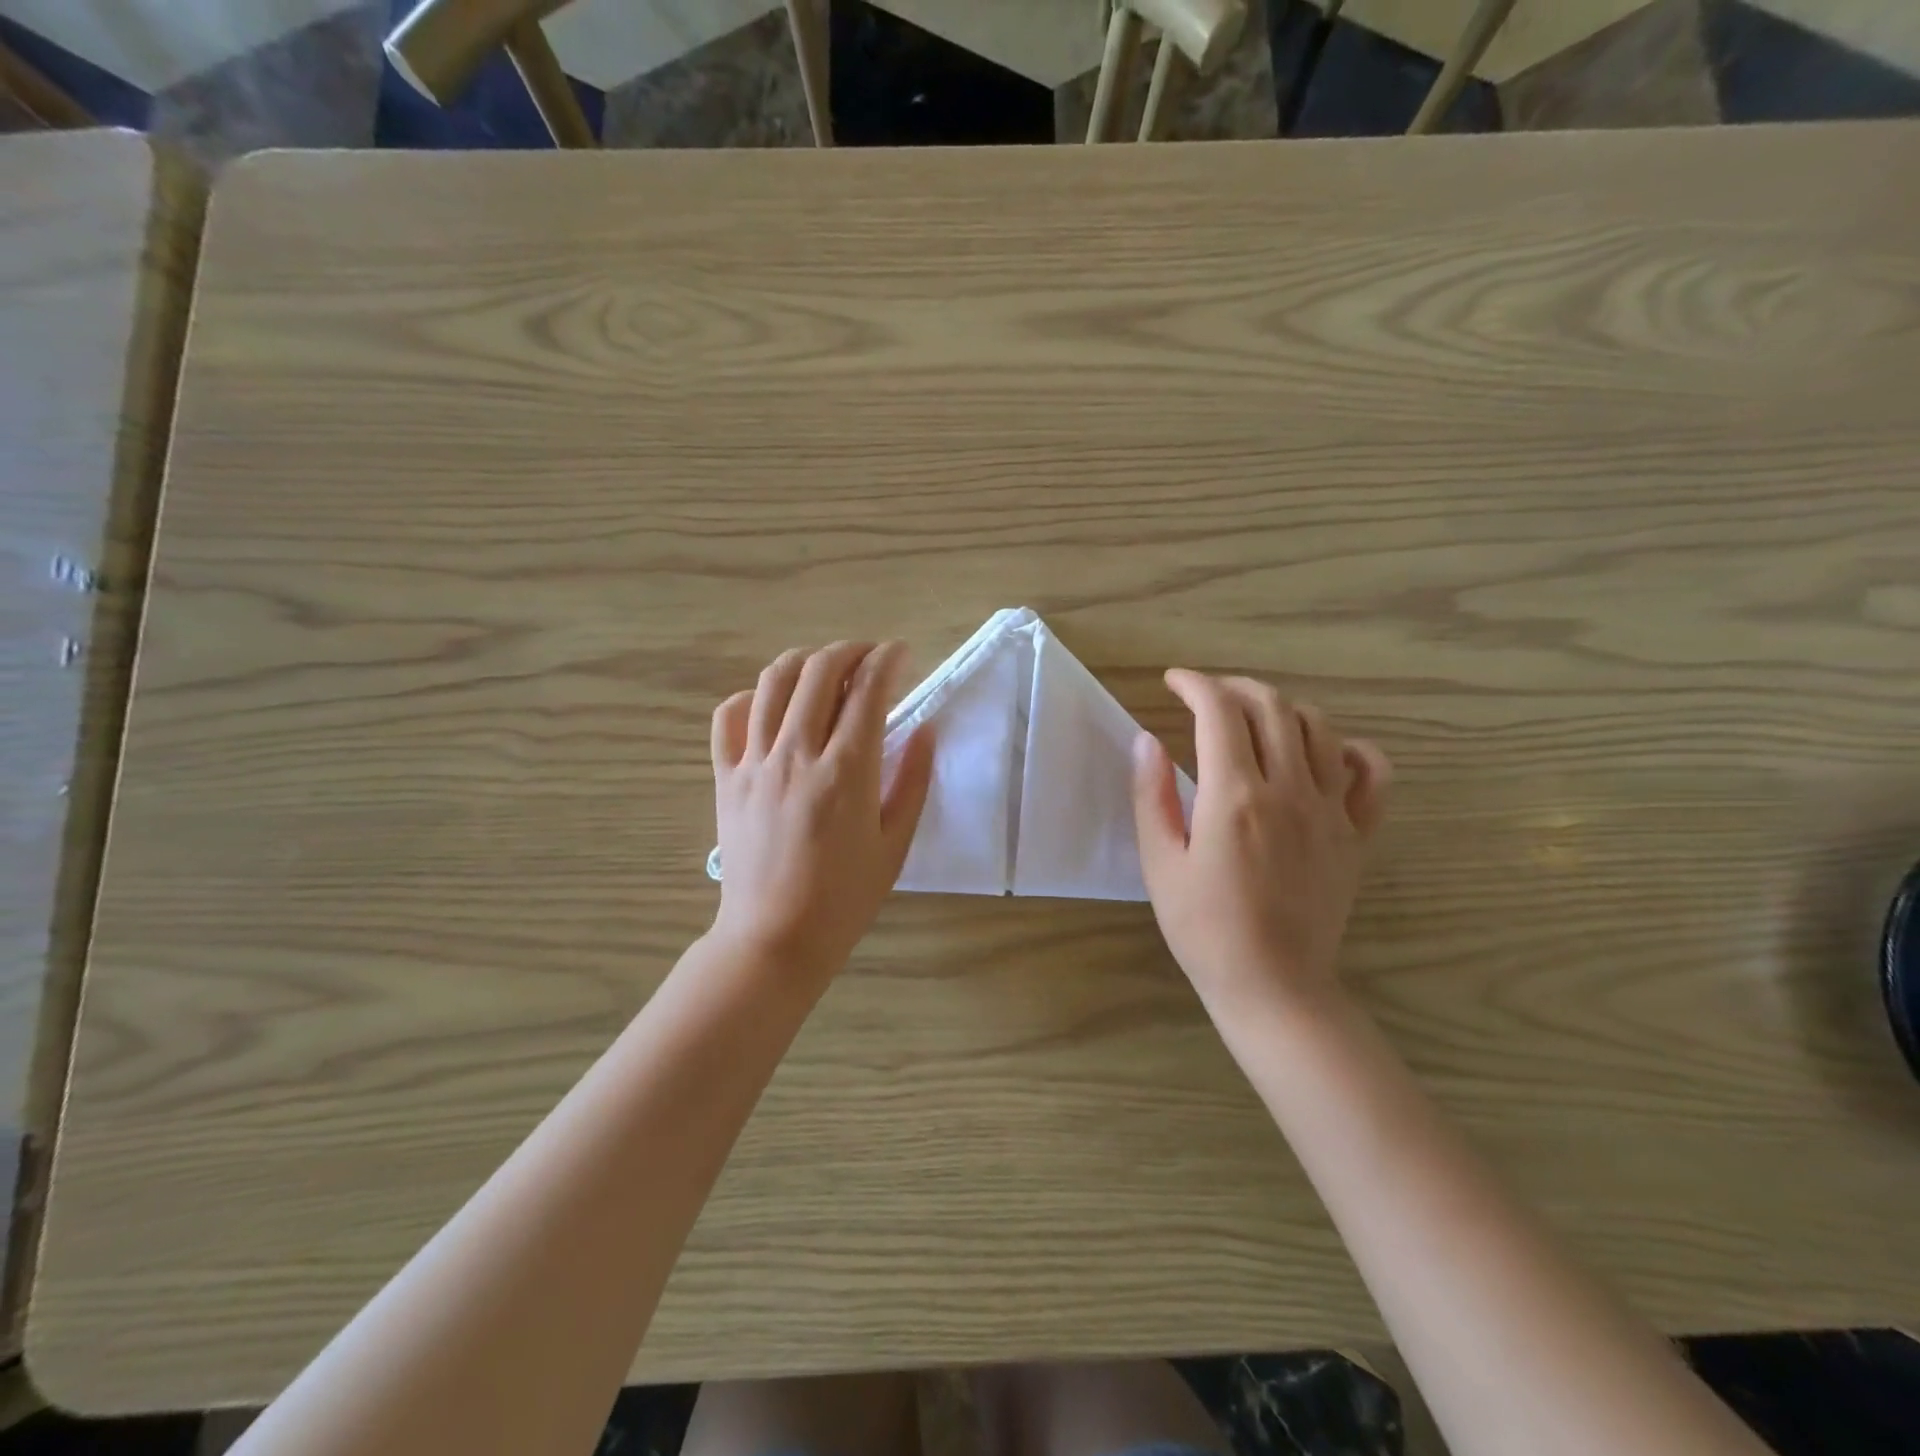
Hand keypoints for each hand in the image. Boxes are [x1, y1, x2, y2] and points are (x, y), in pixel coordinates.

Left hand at [710, 641, 933, 984]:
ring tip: (825, 670)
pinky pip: (728, 716)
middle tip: (869, 657)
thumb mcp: (895, 844)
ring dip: (805, 662)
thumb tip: (926, 729)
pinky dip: (751, 696)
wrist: (775, 938)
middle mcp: (797, 754)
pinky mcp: (726, 777)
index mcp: (847, 771)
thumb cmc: (845, 898)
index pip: (868, 690)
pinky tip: (771, 705)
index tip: (901, 653)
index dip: (888, 659)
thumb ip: (914, 781)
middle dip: (850, 650)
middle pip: (819, 671)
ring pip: (773, 681)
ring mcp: (755, 762)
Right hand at [1131, 669, 1390, 1017]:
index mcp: (1235, 796)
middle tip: (1208, 696)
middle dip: (1235, 687)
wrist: (1272, 985)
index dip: (1194, 684)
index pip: (1219, 711)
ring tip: (1255, 717)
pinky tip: (1325, 752)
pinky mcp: (1356, 834)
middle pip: (1271, 707)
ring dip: (1283, 708)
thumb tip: (1146, 740)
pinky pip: (1371, 773)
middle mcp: (1289, 790)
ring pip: (1319, 728)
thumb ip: (1152, 795)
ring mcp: (1331, 810)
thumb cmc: (1203, 927)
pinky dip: (1350, 748)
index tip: (1173, 681)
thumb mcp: (1160, 862)